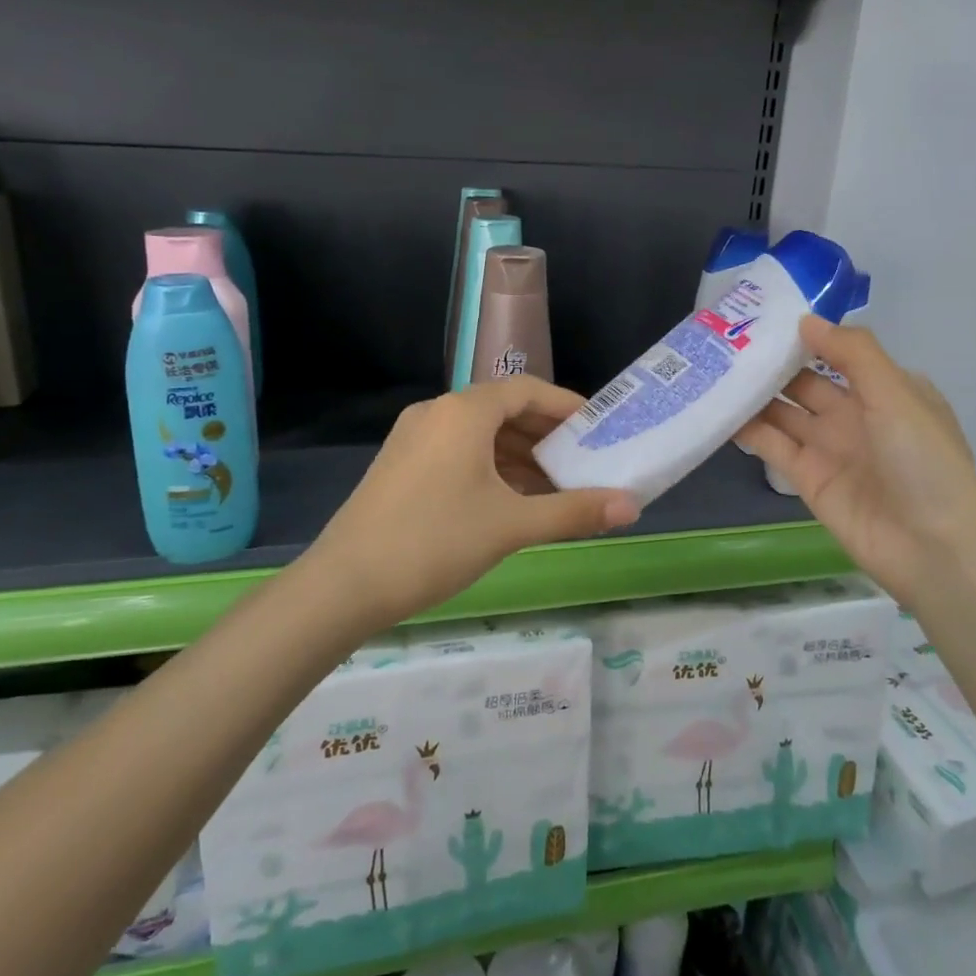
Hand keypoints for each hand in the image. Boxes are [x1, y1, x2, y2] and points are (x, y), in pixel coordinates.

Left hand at [311, 377, 639, 624]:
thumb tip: (632, 507)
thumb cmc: (435, 541)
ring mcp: (413, 438)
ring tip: (553, 488)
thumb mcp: (511, 525)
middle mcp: (436, 412)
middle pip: (503, 410)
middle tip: (582, 463)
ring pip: (479, 435)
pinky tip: (510, 501)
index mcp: (464, 411)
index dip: (567, 407)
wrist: (344, 585)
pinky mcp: (401, 464)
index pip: (528, 391)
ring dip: (518, 456)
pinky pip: (458, 452)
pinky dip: (490, 468)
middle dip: (545, 436)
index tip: (598, 430)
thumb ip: (573, 512)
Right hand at [735, 316, 975, 608]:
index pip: (838, 352)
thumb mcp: (896, 393)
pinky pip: (772, 446)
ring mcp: (829, 448)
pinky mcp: (806, 478)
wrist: (933, 546)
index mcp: (885, 390)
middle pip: (804, 382)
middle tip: (726, 339)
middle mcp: (855, 415)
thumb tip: (805, 320)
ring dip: (753, 394)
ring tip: (713, 369)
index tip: (764, 315)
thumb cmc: (922, 460)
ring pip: (783, 412)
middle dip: (771, 363)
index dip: (805, 336)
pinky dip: (747, 429)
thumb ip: (852, 352)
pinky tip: (718, 409)